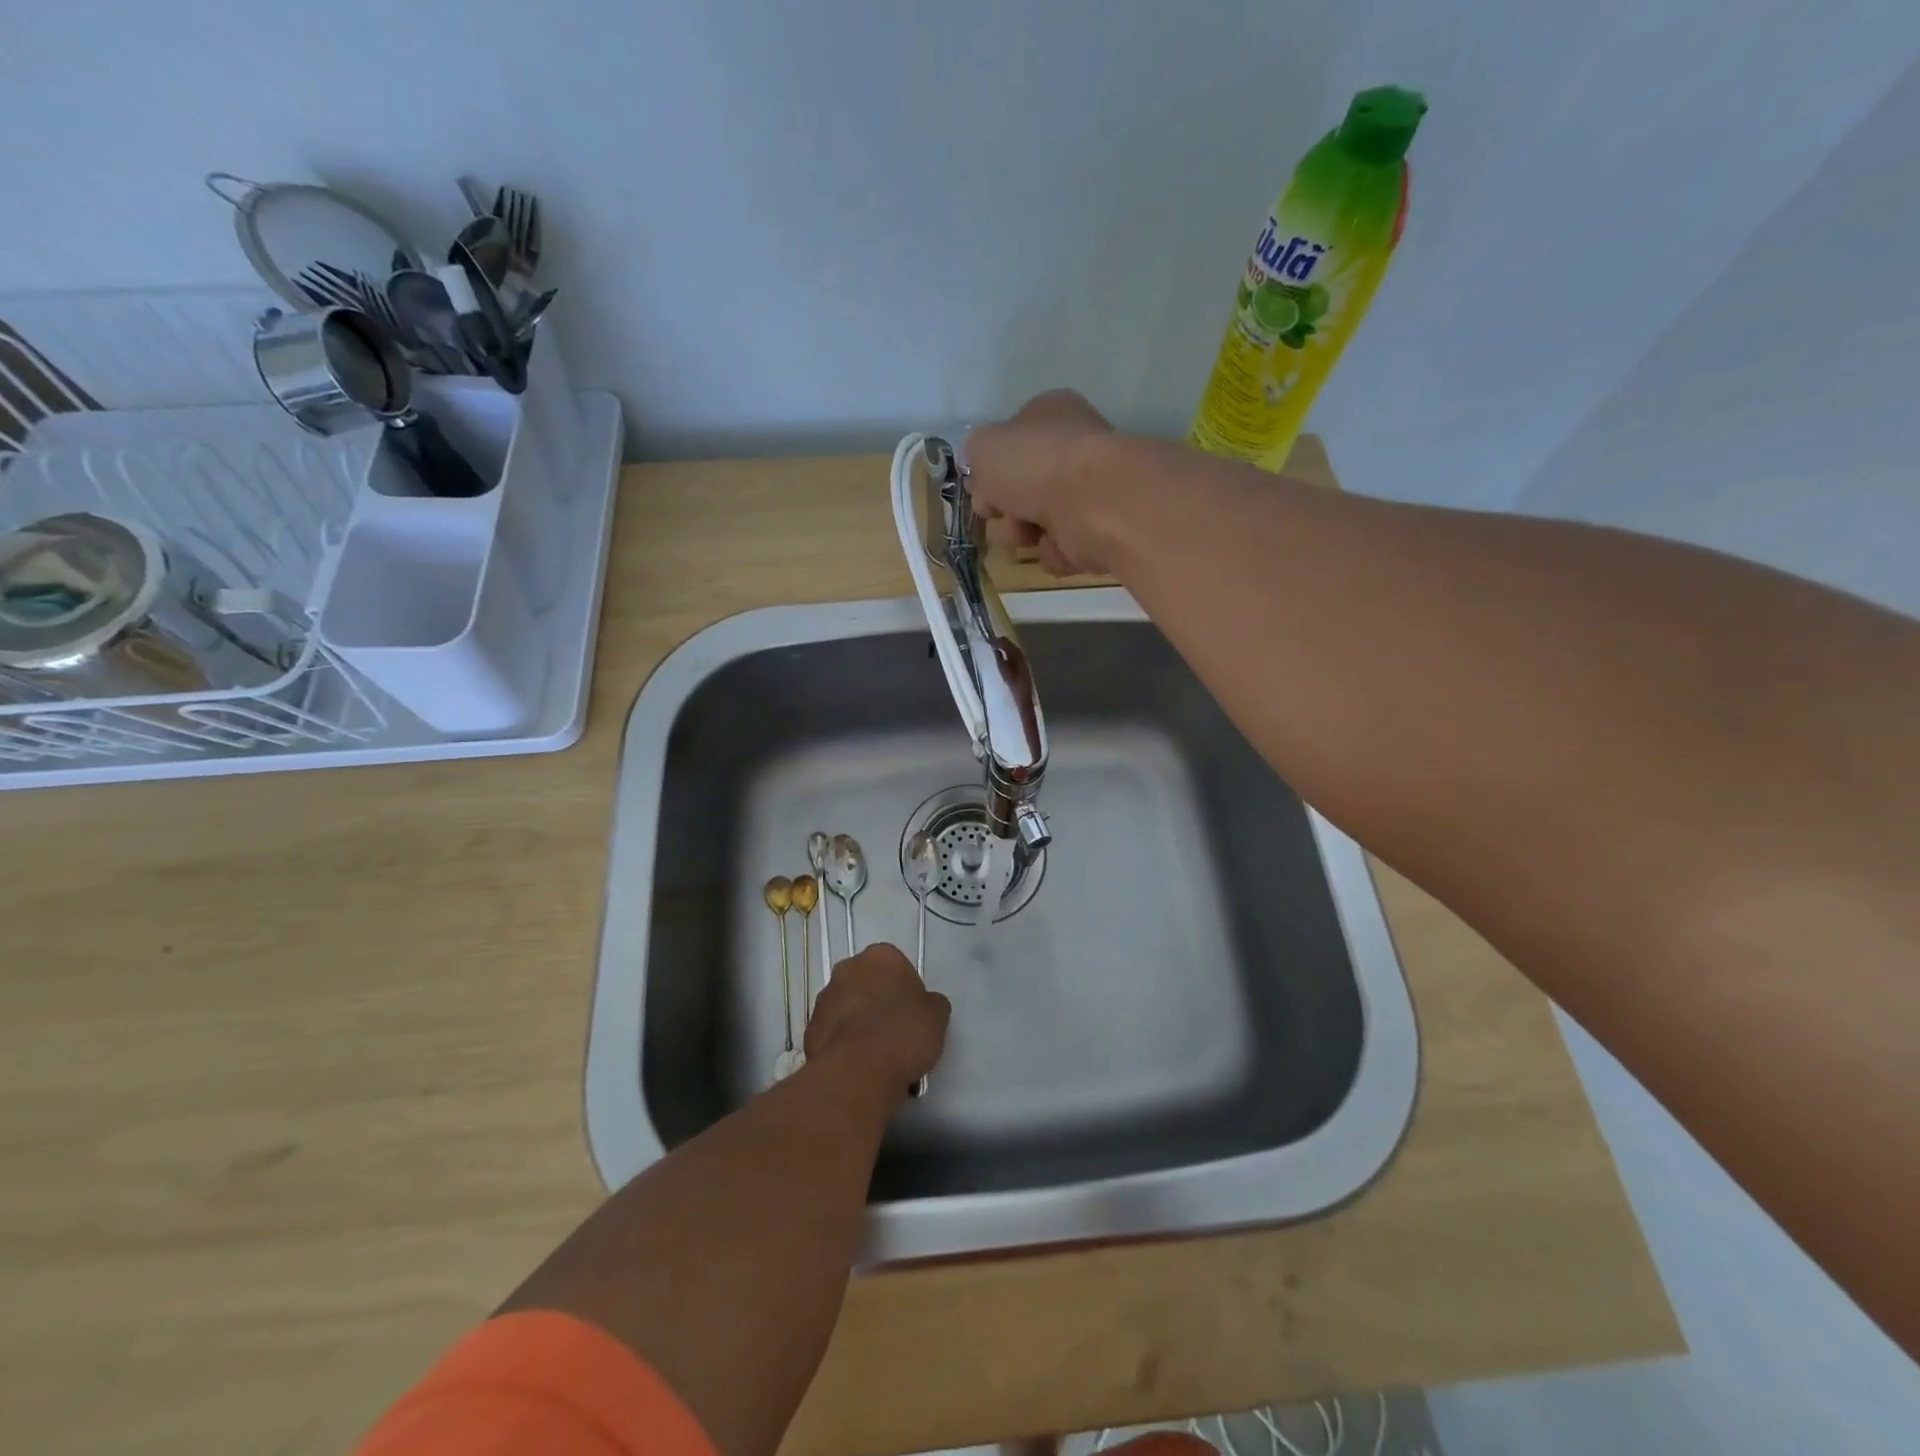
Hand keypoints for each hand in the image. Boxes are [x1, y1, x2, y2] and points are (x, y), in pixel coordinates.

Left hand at [804, 944, 948, 1097]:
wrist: (857, 1071)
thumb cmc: (902, 1033)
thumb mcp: (937, 1016)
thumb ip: (931, 1004)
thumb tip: (927, 1006)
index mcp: (881, 956)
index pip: (897, 966)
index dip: (907, 991)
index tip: (913, 1015)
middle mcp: (848, 969)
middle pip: (868, 984)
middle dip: (879, 1004)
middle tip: (896, 1033)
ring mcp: (825, 998)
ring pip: (849, 1009)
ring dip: (860, 1025)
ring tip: (878, 1058)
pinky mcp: (809, 1029)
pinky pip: (834, 1034)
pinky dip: (845, 1046)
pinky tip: (860, 1068)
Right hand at [964, 389, 1119, 575]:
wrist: (1094, 502)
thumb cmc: (1035, 464)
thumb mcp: (982, 447)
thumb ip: (975, 455)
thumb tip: (986, 479)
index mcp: (1050, 414)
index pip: (1010, 441)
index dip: (989, 469)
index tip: (979, 489)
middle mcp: (1071, 450)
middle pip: (1020, 488)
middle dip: (1004, 508)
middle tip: (999, 513)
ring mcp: (1087, 492)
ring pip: (1037, 522)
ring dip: (1023, 532)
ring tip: (1030, 532)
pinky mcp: (1099, 530)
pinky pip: (1061, 548)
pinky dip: (1055, 551)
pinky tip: (1059, 543)